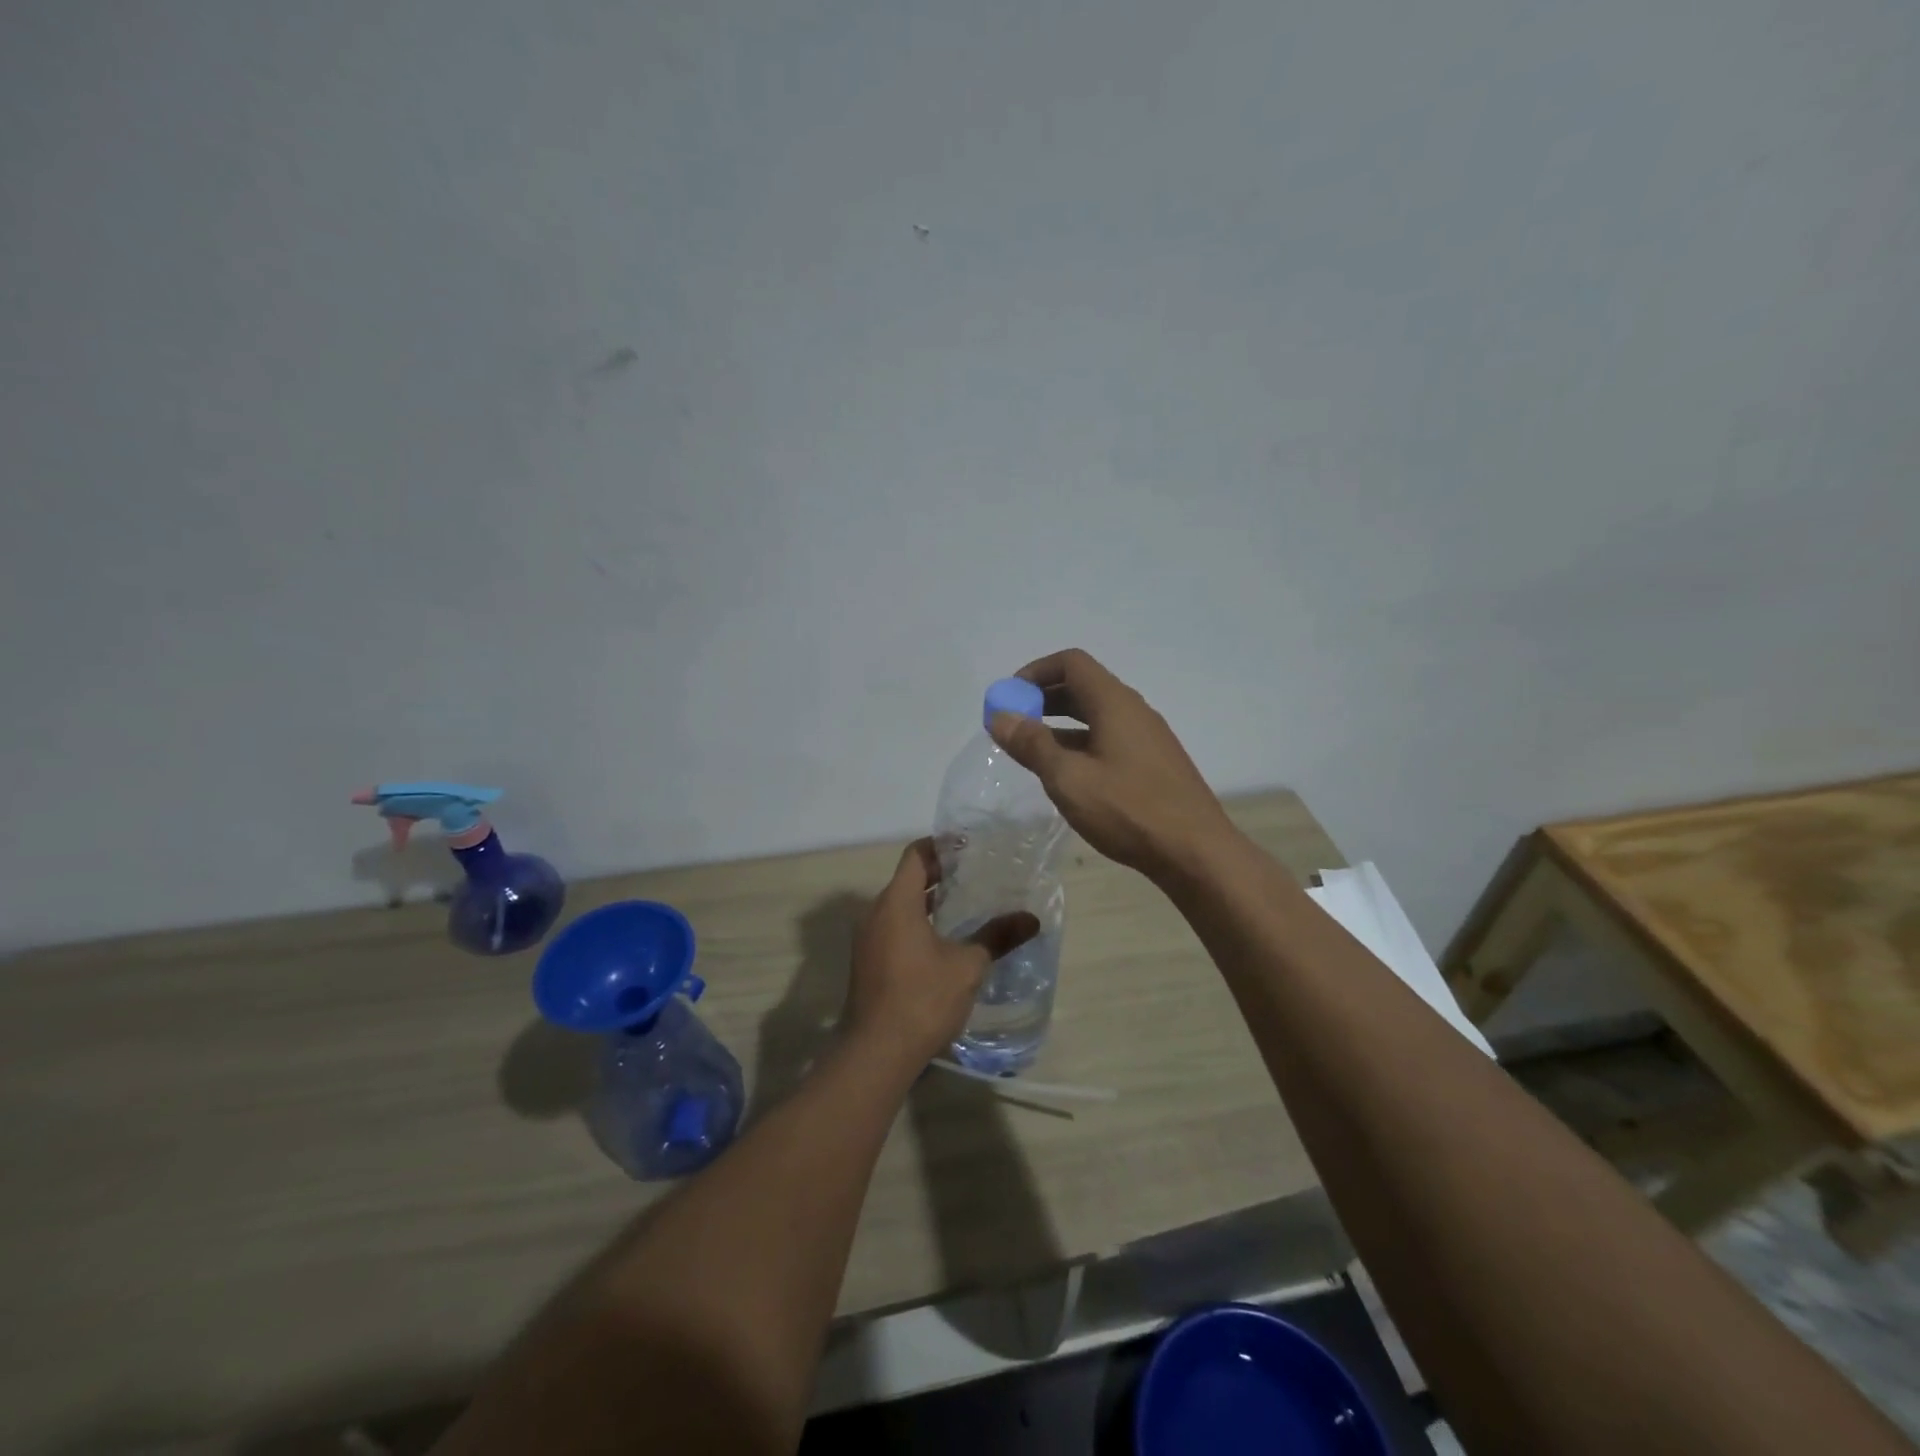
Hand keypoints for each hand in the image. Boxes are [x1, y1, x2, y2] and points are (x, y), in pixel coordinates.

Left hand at [845, 840, 1039, 1066]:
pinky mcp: (868, 962)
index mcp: (896, 903)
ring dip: (929, 901)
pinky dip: (917, 922)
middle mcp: (876, 913)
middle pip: (908, 879)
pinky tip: (945, 940)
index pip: (916, 855)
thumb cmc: (922, 999)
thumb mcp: (967, 966)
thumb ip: (997, 937)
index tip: (969, 845)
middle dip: (940, 873)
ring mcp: (868, 939)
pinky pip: (893, 927)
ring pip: (900, 906)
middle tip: (976, 872)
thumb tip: (1031, 919)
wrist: (876, 1053)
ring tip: (966, 903)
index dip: (941, 845)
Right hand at [989, 648, 1234, 881]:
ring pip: (1096, 716)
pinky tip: (1068, 775)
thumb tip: (1000, 717)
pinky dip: (1081, 744)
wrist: (1195, 852)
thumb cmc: (1128, 809)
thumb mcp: (1068, 778)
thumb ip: (1032, 744)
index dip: (1036, 672)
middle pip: (1083, 686)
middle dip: (1044, 698)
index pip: (1072, 663)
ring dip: (1060, 724)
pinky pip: (1109, 738)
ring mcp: (1147, 738)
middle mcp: (1133, 711)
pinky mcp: (1153, 763)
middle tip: (1014, 724)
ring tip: (1032, 751)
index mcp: (1114, 703)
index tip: (1010, 697)